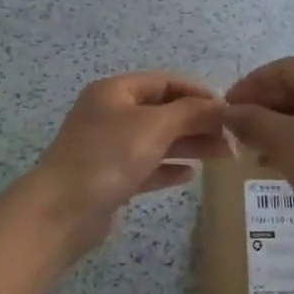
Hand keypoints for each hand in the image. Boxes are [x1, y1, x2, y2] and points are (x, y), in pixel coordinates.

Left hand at [30, 72, 232, 251]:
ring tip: (222, 155)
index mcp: (115, 91)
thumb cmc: (107, 157)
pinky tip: (191, 175)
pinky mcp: (110, 178)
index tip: (228, 109)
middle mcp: (111, 114)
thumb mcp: (154, 126)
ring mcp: (109, 147)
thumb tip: (221, 106)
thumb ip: (191, 112)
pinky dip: (168, 167)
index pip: (165, 82)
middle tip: (232, 138)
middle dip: (198, 122)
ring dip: (189, 145)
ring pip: (157, 140)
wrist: (61, 212)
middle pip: (163, 111)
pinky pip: (147, 167)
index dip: (198, 92)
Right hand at [222, 58, 293, 240]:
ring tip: (252, 150)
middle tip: (236, 132)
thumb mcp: (288, 145)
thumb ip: (254, 122)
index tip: (225, 108)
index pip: (285, 68)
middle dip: (264, 107)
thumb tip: (228, 111)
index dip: (251, 84)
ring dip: (278, 127)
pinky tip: (279, 164)